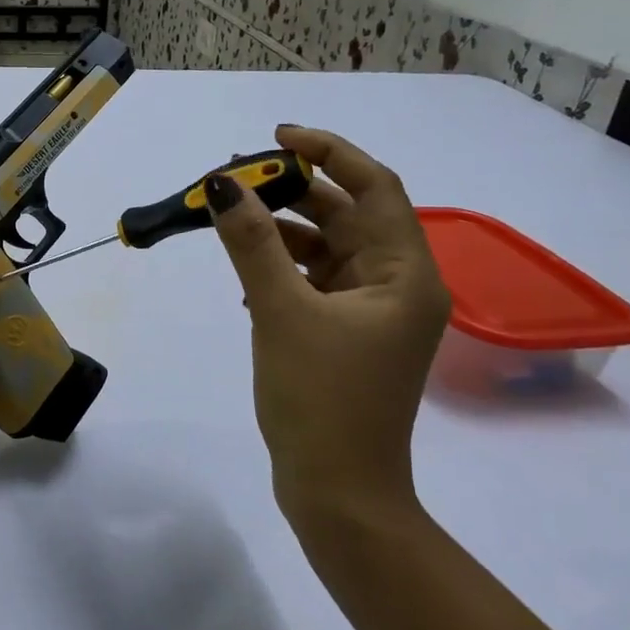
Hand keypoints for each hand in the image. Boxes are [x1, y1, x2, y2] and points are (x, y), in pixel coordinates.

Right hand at [206, 124, 450, 538]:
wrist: (338, 492)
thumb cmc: (320, 399)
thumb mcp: (281, 311)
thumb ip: (252, 242)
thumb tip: (224, 184)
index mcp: (405, 274)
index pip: (374, 187)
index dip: (328, 152)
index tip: (276, 137)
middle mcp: (397, 285)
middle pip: (346, 215)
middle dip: (293, 191)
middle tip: (236, 177)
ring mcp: (372, 312)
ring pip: (326, 247)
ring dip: (282, 229)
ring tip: (230, 216)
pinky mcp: (345, 333)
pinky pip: (314, 280)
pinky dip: (281, 266)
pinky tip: (244, 271)